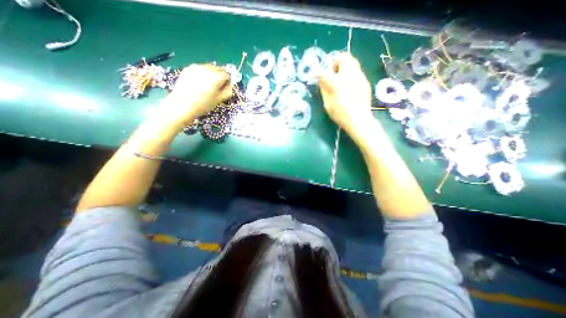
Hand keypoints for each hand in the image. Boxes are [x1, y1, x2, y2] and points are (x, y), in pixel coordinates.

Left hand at [154, 63, 230, 132]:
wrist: (182, 104)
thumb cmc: (203, 104)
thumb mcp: (219, 100)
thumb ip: (227, 91)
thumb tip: (230, 85)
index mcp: (217, 77)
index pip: (227, 74)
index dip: (228, 81)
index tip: (225, 88)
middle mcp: (208, 69)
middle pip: (219, 69)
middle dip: (220, 76)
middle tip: (217, 86)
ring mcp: (197, 67)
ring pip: (210, 67)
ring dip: (212, 74)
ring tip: (207, 85)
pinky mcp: (189, 68)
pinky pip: (201, 68)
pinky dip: (203, 73)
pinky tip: (199, 83)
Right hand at [318, 53, 374, 137]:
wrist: (359, 120)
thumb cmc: (340, 114)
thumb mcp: (328, 103)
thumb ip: (324, 89)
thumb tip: (320, 79)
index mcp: (338, 82)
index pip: (325, 72)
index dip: (317, 72)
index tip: (313, 75)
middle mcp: (350, 75)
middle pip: (344, 58)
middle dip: (335, 63)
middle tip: (331, 73)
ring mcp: (360, 77)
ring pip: (352, 63)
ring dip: (344, 67)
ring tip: (340, 80)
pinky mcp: (365, 82)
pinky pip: (356, 72)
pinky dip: (350, 75)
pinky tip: (348, 87)